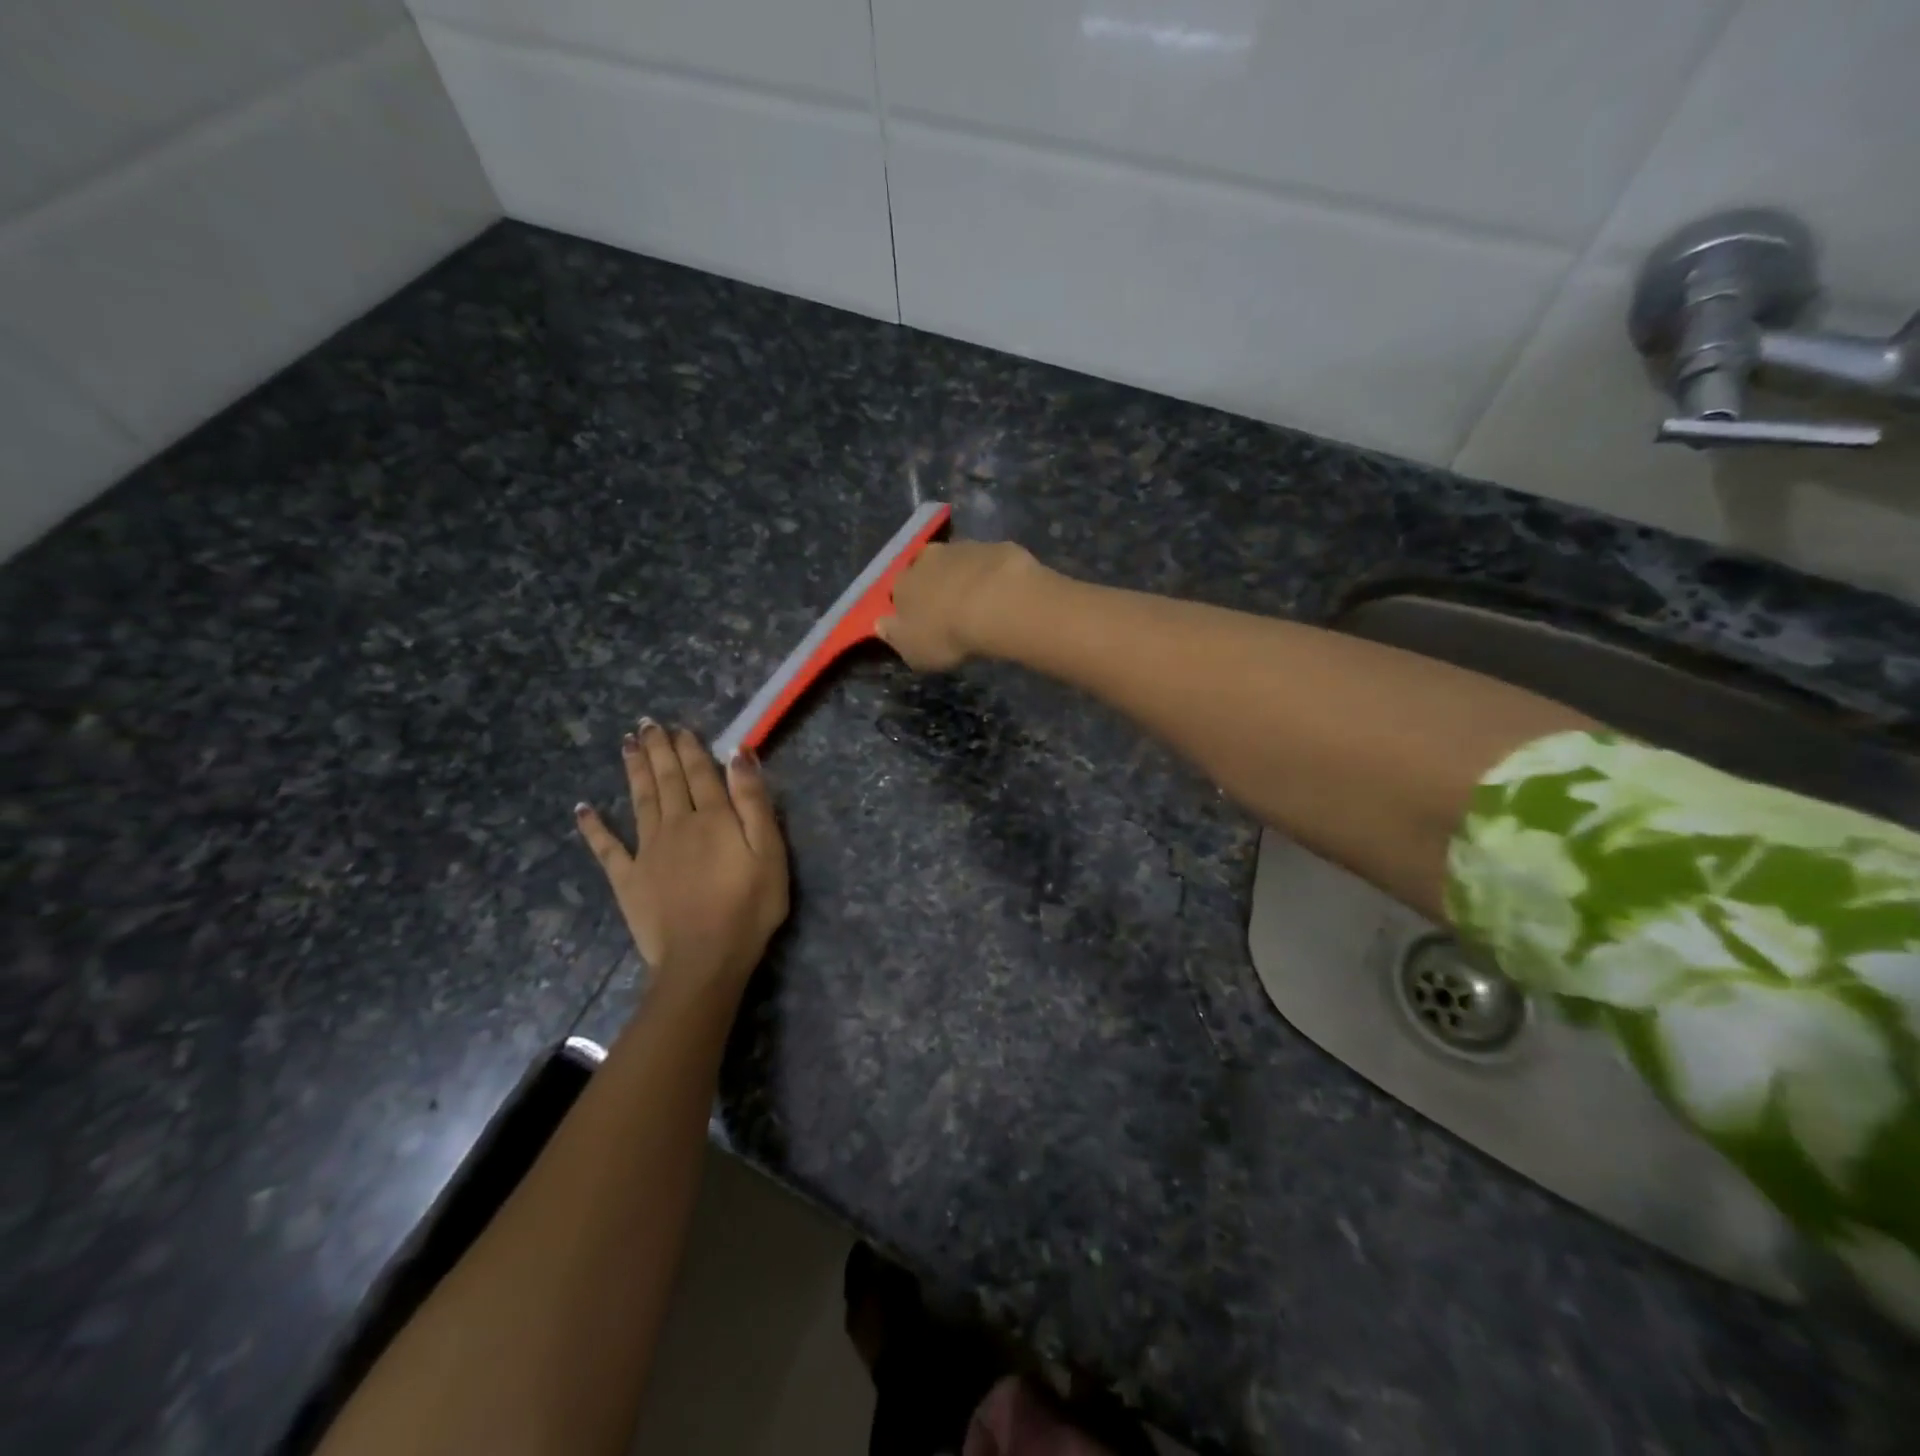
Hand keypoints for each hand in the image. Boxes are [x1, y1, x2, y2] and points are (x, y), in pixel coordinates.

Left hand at [575, 721, 788, 1000]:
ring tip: (627, 745)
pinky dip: (594, 827)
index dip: (690, 748)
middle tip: (647, 724)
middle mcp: (676, 824)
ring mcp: (647, 850)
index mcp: (713, 817)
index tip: (679, 727)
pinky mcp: (628, 878)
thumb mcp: (769, 852)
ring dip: (633, 771)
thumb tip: (739, 755)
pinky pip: (607, 847)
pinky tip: (583, 809)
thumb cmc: (749, 906)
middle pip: (666, 779)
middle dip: (658, 749)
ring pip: (639, 800)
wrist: (704, 959)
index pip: (700, 773)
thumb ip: (754, 802)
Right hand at [876, 540, 1039, 670]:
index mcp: (901, 584)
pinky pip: (987, 562)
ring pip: (956, 562)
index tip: (919, 620)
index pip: (897, 592)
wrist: (996, 602)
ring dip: (962, 577)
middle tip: (949, 608)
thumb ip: (895, 636)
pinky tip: (1001, 592)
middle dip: (934, 585)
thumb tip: (881, 625)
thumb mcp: (913, 650)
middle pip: (925, 570)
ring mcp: (961, 548)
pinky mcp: (993, 546)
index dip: (907, 606)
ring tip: (978, 601)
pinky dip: (990, 574)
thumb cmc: (946, 633)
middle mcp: (926, 559)